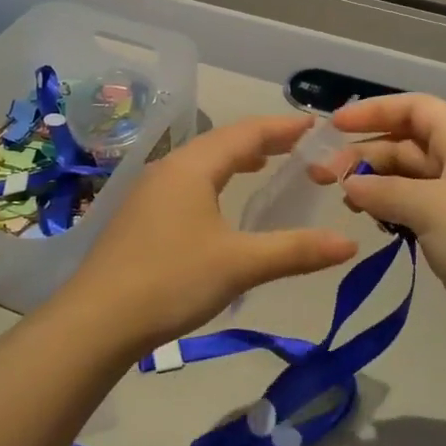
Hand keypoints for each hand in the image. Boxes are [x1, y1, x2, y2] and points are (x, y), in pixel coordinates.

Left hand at [65, 114, 357, 352]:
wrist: (96, 321)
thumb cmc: (171, 281)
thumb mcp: (240, 265)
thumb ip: (295, 250)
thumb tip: (349, 244)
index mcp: (192, 167)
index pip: (246, 133)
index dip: (283, 127)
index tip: (315, 124)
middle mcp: (169, 168)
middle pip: (222, 142)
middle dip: (262, 140)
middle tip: (299, 145)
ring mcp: (149, 191)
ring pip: (201, 162)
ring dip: (236, 159)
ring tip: (266, 165)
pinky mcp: (139, 215)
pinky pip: (187, 182)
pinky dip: (215, 179)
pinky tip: (221, 202)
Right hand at [318, 94, 445, 351]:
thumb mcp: (431, 205)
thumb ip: (384, 190)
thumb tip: (349, 184)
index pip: (414, 108)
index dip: (374, 111)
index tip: (334, 126)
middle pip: (405, 143)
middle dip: (364, 153)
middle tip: (321, 175)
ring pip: (406, 177)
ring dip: (373, 182)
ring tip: (341, 199)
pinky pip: (413, 207)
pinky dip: (388, 208)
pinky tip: (367, 218)